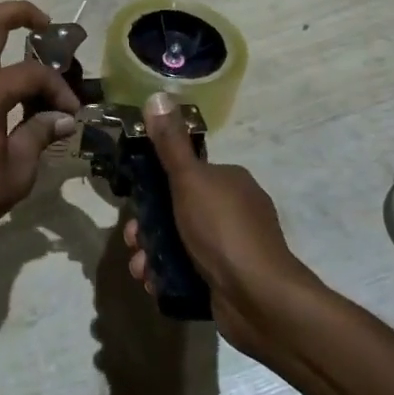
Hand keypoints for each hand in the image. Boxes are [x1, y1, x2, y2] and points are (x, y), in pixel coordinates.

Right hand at [123, 92, 314, 357]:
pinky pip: (191, 270)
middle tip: (133, 242)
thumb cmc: (222, 230)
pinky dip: (169, 274)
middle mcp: (235, 209)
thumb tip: (157, 96)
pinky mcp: (229, 280)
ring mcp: (234, 247)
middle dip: (149, 226)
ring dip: (153, 253)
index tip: (134, 203)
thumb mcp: (190, 180)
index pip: (186, 174)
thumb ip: (170, 144)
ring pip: (181, 242)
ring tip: (139, 269)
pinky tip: (153, 284)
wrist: (260, 298)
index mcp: (230, 180)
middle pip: (179, 209)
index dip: (155, 187)